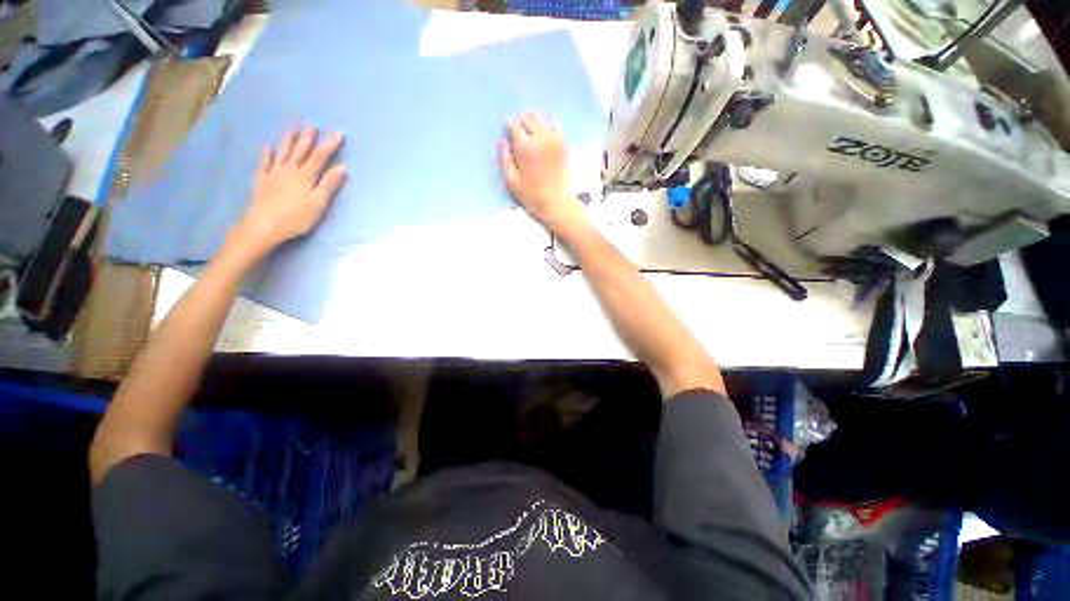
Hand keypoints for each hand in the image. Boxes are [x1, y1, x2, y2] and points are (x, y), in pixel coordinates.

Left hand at [229, 126, 347, 258]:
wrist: (263, 225)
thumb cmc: (296, 217)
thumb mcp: (318, 203)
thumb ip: (329, 184)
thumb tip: (342, 167)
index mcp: (306, 176)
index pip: (320, 156)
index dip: (330, 144)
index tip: (338, 132)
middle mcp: (289, 170)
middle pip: (301, 150)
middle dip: (308, 137)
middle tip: (311, 124)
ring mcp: (274, 173)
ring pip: (283, 152)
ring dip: (288, 140)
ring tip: (292, 128)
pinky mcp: (262, 180)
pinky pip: (264, 163)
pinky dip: (267, 154)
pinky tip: (267, 148)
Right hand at [499, 112, 584, 233]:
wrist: (556, 202)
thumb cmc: (531, 195)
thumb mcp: (512, 181)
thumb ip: (505, 159)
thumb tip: (502, 140)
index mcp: (525, 146)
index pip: (513, 124)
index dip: (508, 127)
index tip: (507, 134)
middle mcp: (540, 137)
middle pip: (527, 118)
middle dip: (520, 122)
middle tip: (518, 135)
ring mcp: (554, 139)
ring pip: (540, 119)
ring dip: (533, 123)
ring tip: (529, 134)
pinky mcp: (563, 144)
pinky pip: (554, 126)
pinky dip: (547, 127)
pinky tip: (543, 137)